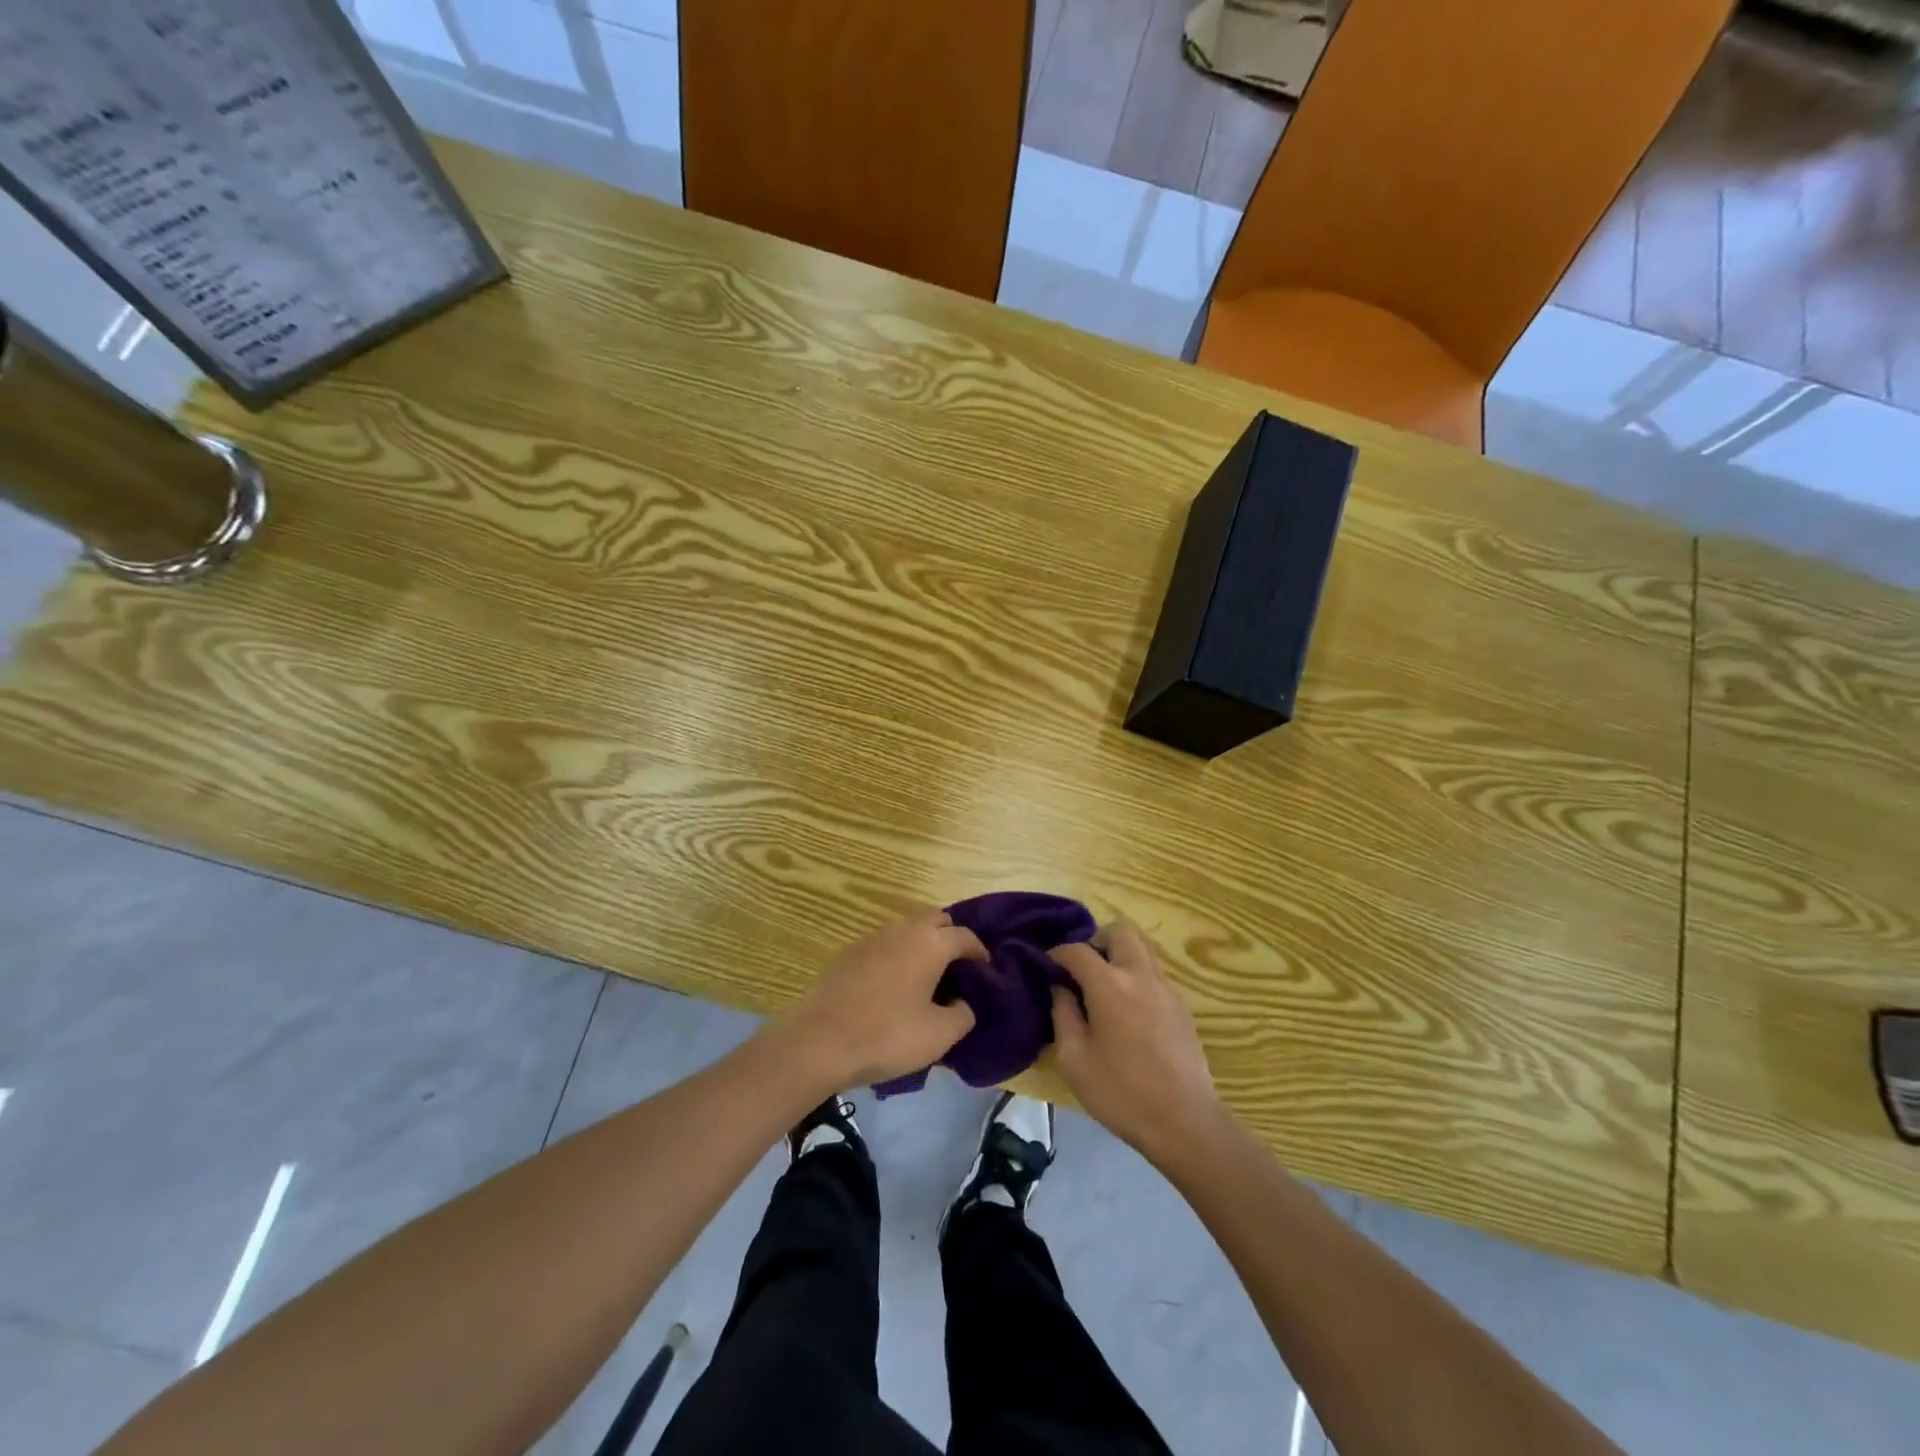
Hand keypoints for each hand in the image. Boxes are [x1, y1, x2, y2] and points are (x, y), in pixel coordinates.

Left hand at [780, 911, 983, 1088]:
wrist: (818, 1042)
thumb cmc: (886, 1036)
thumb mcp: (939, 1035)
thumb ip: (963, 1015)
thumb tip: (963, 1003)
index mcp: (930, 943)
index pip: (965, 937)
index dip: (980, 953)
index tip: (986, 972)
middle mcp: (903, 929)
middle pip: (937, 921)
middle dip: (951, 939)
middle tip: (958, 970)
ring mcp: (872, 937)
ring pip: (908, 928)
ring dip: (923, 944)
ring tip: (927, 976)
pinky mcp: (849, 952)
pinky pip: (885, 943)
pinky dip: (898, 954)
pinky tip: (894, 984)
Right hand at [1049, 922, 1222, 1162]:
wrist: (1184, 1121)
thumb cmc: (1121, 1092)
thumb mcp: (1074, 1059)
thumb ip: (1063, 1014)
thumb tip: (1060, 988)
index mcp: (1109, 984)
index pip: (1077, 950)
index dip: (1057, 953)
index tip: (1047, 966)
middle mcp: (1139, 975)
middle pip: (1119, 931)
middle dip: (1096, 940)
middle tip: (1082, 969)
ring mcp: (1165, 988)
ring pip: (1141, 948)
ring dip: (1119, 955)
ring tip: (1103, 987)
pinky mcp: (1181, 1006)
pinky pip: (1154, 973)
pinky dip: (1135, 976)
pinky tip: (1127, 1010)